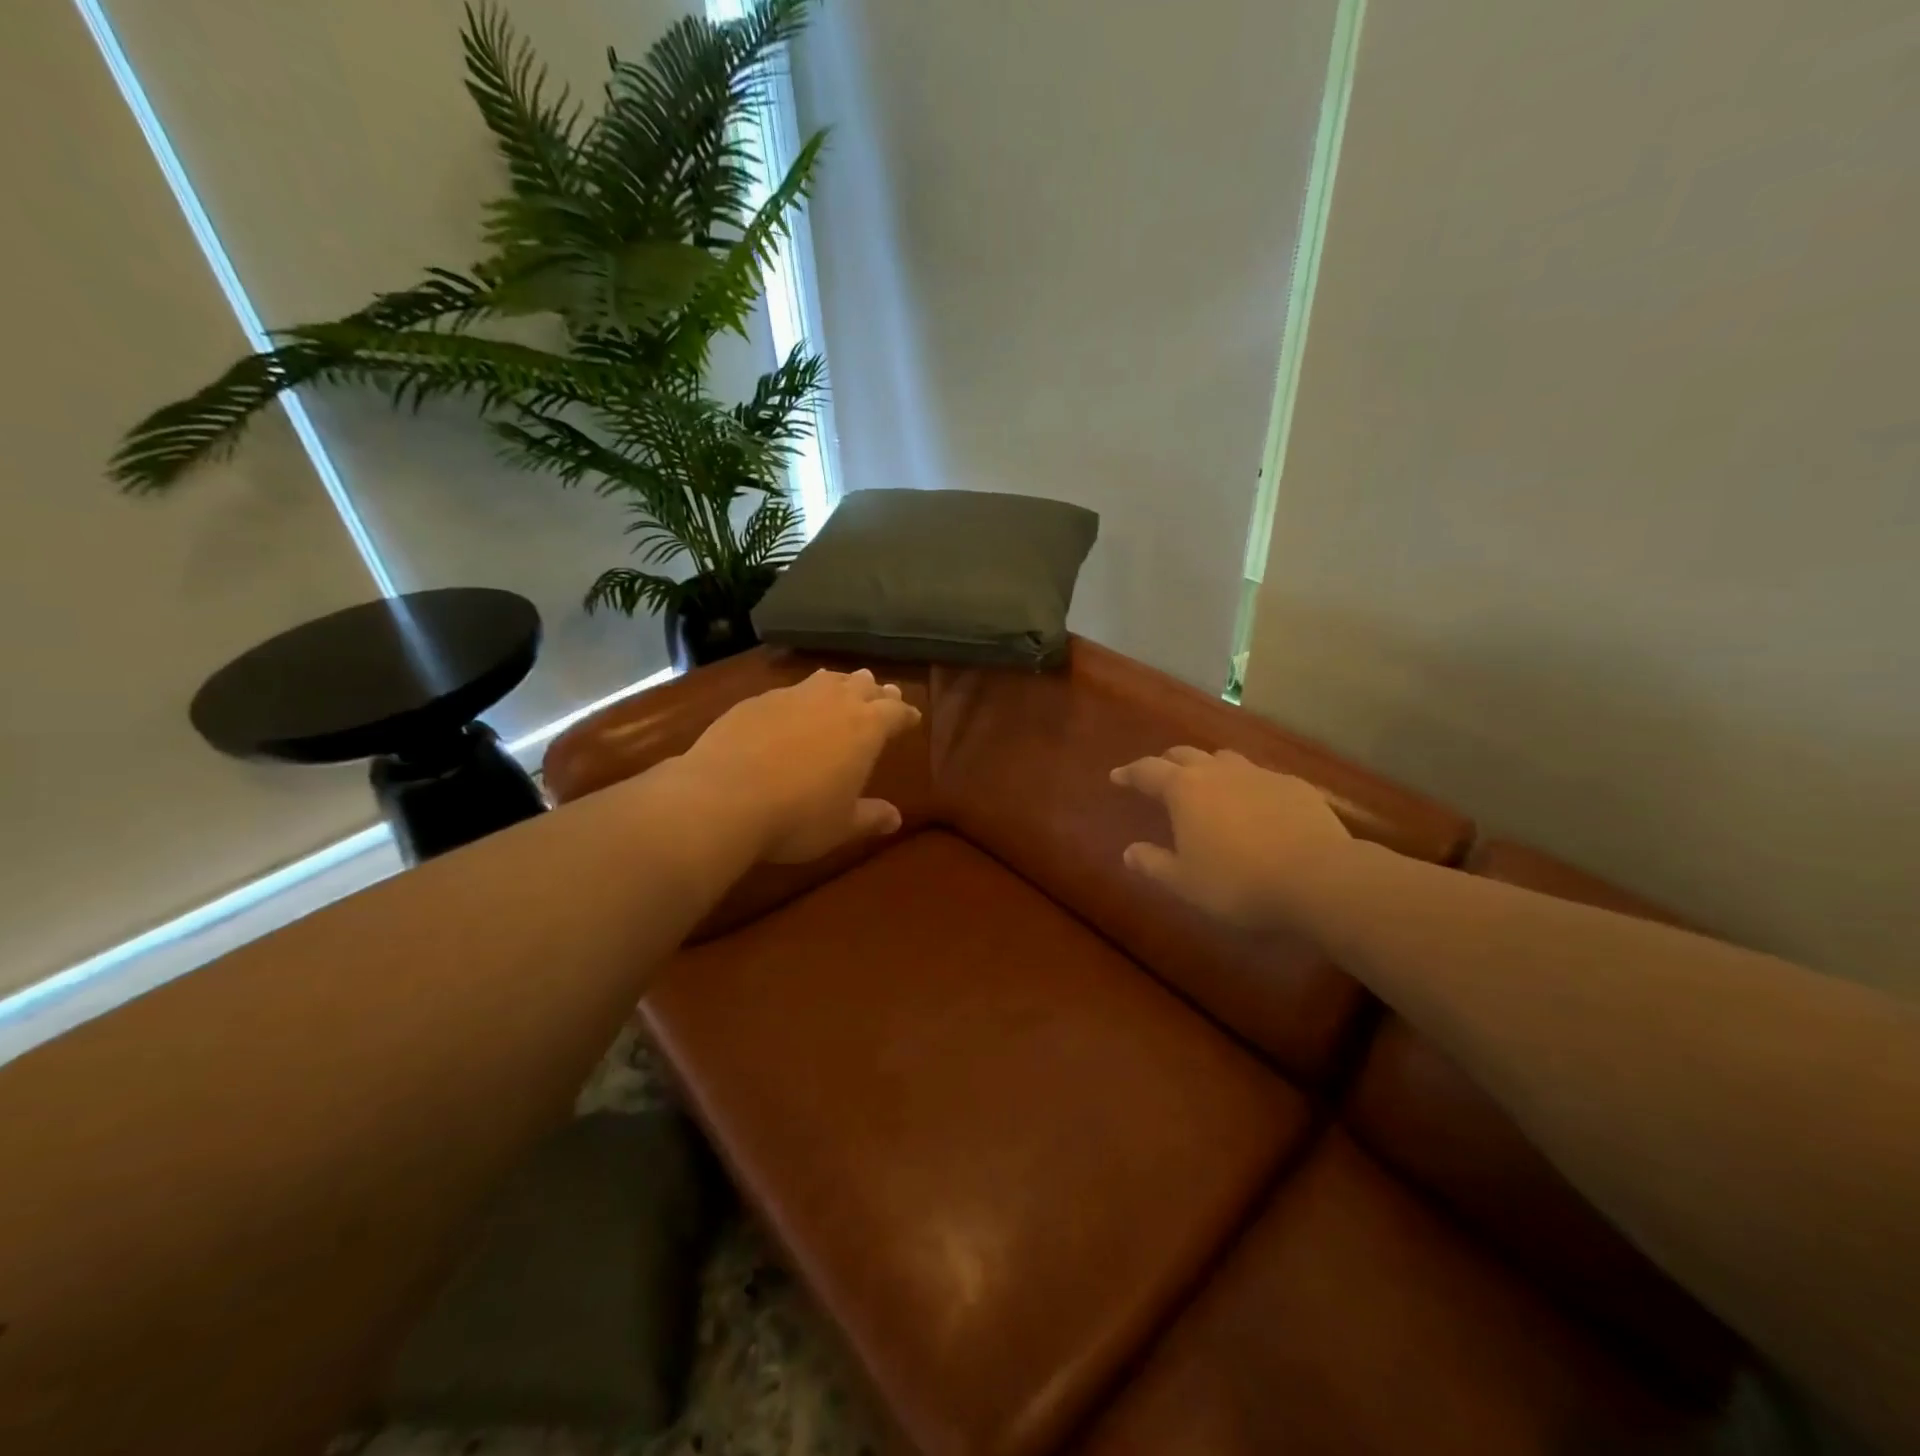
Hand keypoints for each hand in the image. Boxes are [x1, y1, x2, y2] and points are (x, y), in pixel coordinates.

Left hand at [681, 668, 922, 862]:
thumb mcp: (841, 825)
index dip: (906, 714)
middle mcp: (833, 702)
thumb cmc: (798, 817)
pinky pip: (789, 691)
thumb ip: (870, 817)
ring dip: (840, 683)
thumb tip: (895, 818)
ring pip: (826, 680)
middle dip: (877, 692)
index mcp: (866, 729)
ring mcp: (792, 696)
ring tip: (844, 686)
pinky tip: (792, 708)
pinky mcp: (756, 701)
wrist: (724, 798)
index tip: (912, 717)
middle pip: (863, 686)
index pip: (896, 711)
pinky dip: (800, 696)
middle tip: (884, 694)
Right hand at [1109, 747, 1352, 927]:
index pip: (1147, 771)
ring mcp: (1260, 775)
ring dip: (1209, 767)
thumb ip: (1153, 864)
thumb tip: (1129, 852)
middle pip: (1185, 754)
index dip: (1129, 773)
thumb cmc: (1238, 882)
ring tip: (1207, 784)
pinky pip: (1261, 777)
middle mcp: (1219, 771)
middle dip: (1167, 762)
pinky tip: (1255, 806)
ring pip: (1225, 759)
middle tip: (1159, 776)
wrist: (1319, 878)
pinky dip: (1247, 786)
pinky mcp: (1295, 786)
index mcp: (1185, 790)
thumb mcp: (1185, 882)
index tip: (1117, 777)